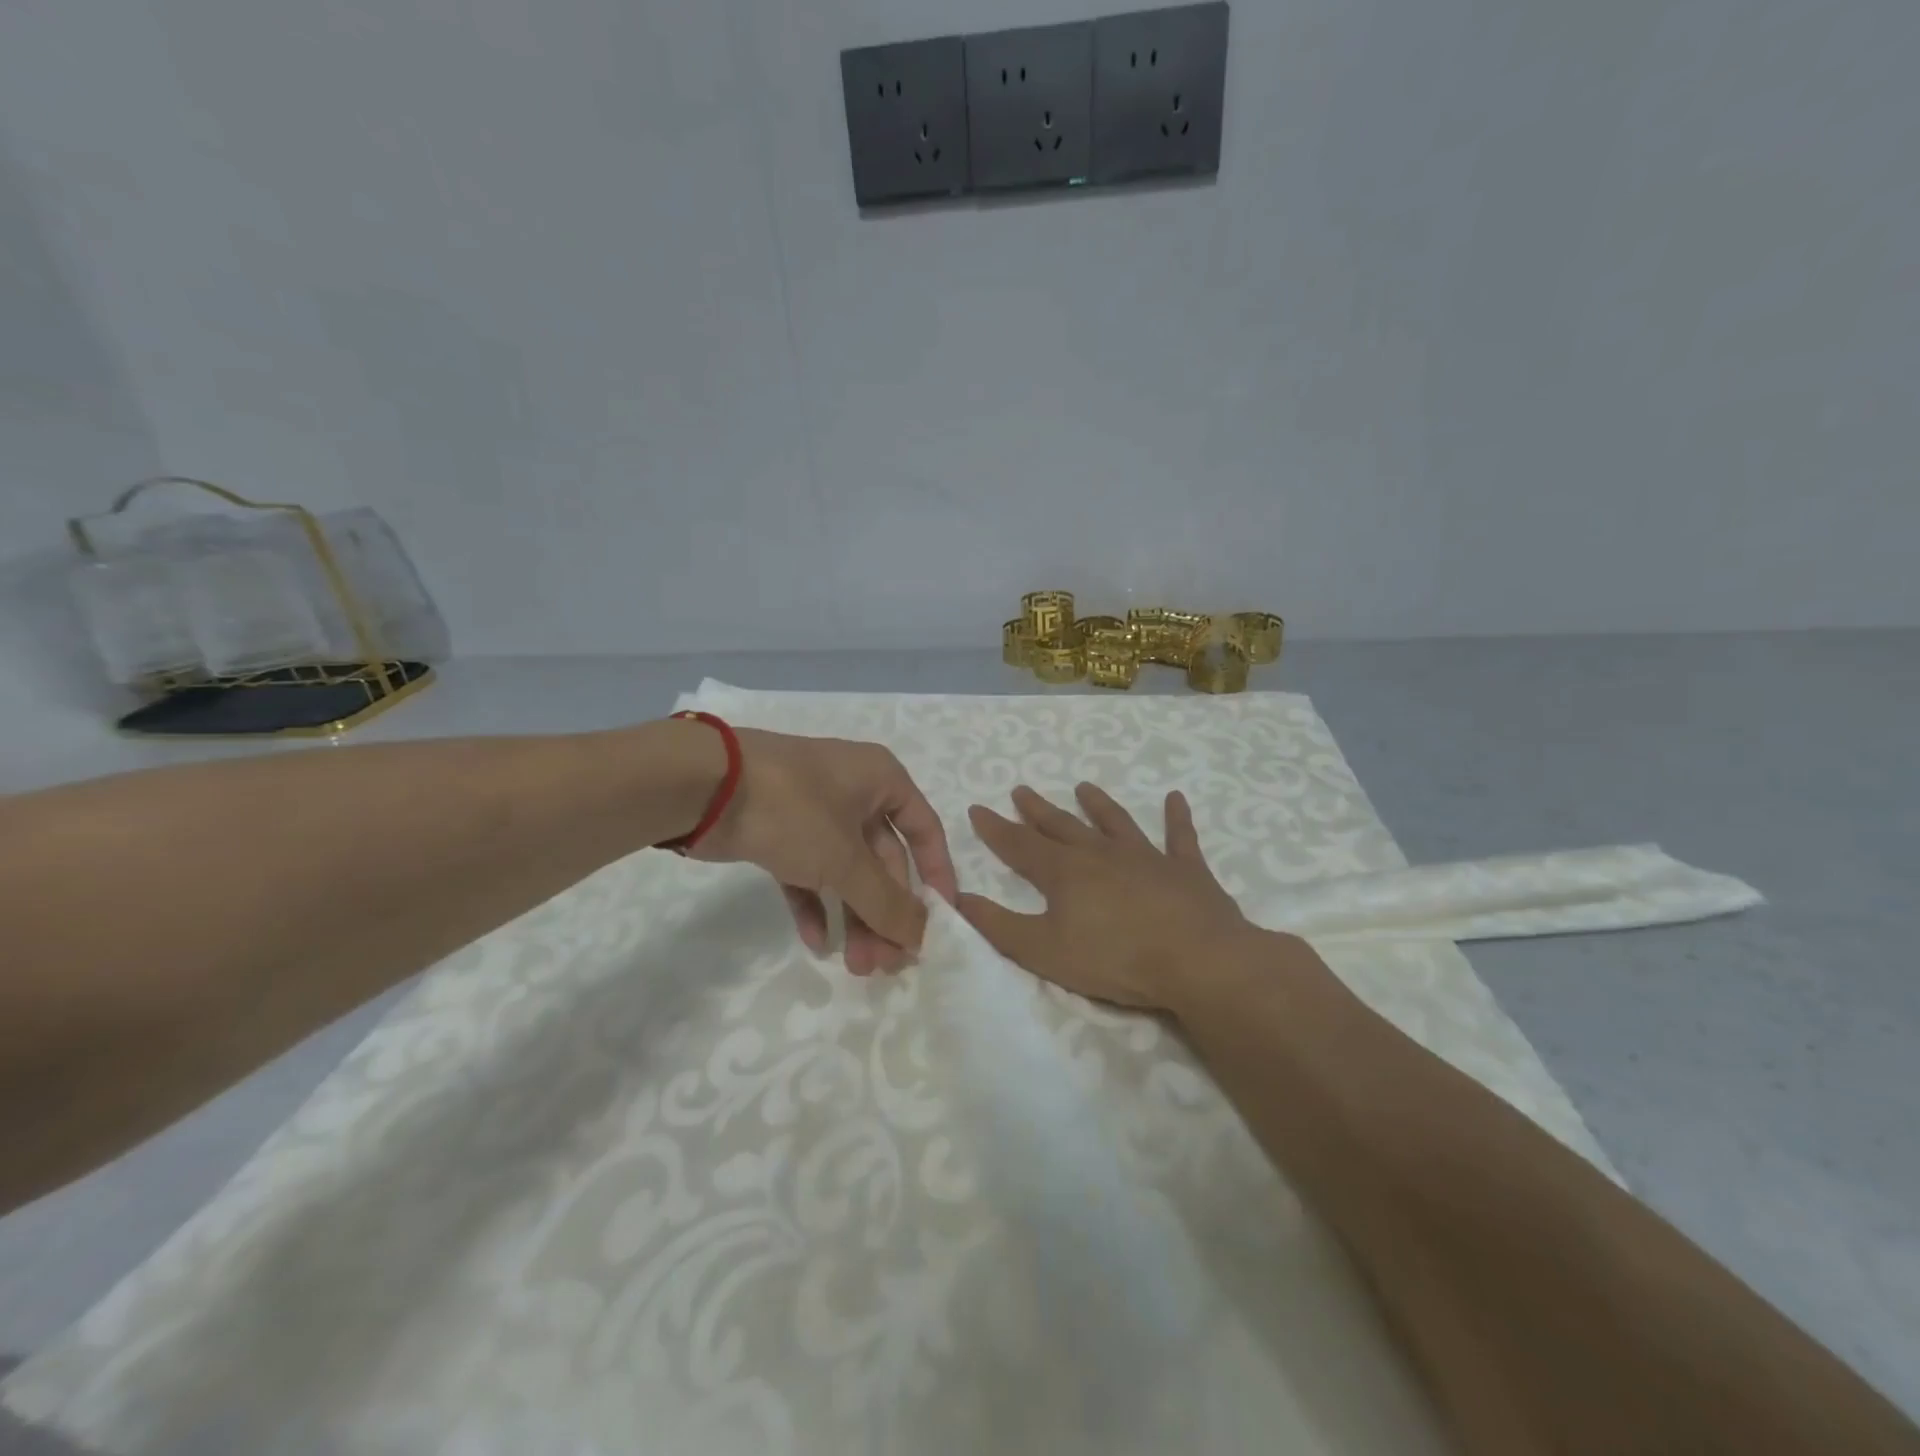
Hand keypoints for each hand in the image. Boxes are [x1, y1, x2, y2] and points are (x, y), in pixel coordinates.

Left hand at [692, 729, 959, 975]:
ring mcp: (814, 812)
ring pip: (846, 870)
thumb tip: (921, 937)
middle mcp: (854, 792)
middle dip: (885, 912)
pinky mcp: (779, 831)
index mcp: (882, 780)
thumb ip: (886, 902)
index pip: (925, 830)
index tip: (939, 922)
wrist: (704, 785)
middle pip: (883, 859)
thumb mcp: (846, 859)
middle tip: (884, 963)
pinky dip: (815, 904)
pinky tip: (815, 941)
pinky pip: (809, 872)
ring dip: (854, 916)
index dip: (936, 876)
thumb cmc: (793, 809)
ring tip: (855, 966)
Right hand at [958, 783, 1262, 1014]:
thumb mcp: (1043, 950)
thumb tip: (958, 898)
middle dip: (1037, 810)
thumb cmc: (1115, 959)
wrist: (1198, 960)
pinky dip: (1177, 817)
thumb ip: (998, 925)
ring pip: (1115, 822)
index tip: (977, 808)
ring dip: (1098, 805)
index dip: (996, 829)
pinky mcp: (1185, 869)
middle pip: (1062, 826)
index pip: (1019, 845)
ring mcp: (1146, 857)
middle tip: (1021, 790)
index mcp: (1064, 872)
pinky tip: (1175, 798)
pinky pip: (1179, 837)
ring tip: (1083, 787)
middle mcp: (1101, 854)